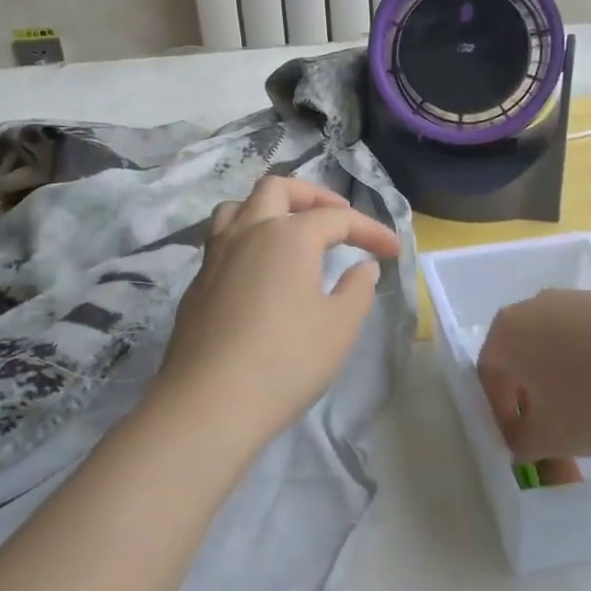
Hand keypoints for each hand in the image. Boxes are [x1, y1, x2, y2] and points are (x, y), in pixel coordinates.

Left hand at [157, 176, 399, 446]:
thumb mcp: (339, 327)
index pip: (337, 218)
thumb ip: (357, 289)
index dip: (370, 230)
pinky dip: (247, 239)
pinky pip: (222, 240)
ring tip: (289, 231)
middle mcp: (248, 232)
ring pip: (238, 207)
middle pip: (277, 188)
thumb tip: (363, 267)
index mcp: (288, 236)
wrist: (209, 402)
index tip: (393, 251)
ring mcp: (216, 256)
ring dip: (268, 208)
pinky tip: (259, 271)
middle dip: (312, 194)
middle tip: (336, 217)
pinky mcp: (197, 284)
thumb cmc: (285, 361)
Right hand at [477, 290, 590, 460]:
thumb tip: (522, 442)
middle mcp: (534, 306)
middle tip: (557, 438)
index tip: (524, 447)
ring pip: (560, 349)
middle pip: (524, 359)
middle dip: (535, 401)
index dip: (503, 416)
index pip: (489, 377)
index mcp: (506, 332)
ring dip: (568, 386)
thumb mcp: (551, 438)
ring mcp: (578, 299)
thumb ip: (523, 443)